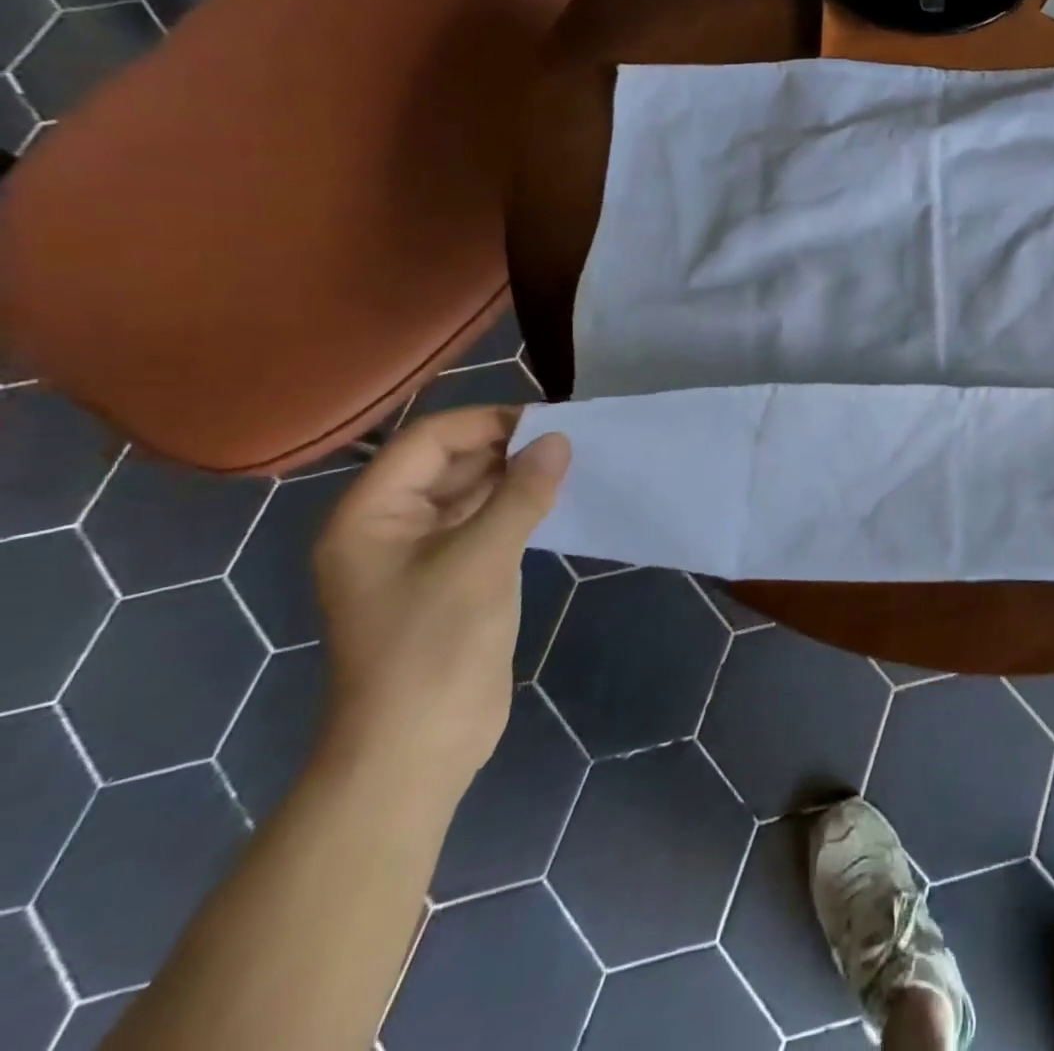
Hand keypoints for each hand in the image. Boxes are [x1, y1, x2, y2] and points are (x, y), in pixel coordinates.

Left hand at [311, 408, 569, 799]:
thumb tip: (560, 440)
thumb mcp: (482, 561)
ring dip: (513, 475)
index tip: (549, 421)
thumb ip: (521, 494)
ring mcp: (419, 554)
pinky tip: (554, 499)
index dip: (486, 422)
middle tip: (568, 440)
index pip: (428, 441)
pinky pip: (482, 522)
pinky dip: (516, 506)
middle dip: (504, 446)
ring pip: (468, 492)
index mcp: (369, 516)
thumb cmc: (435, 647)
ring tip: (568, 463)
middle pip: (447, 462)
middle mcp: (388, 526)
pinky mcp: (450, 577)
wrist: (419, 747)